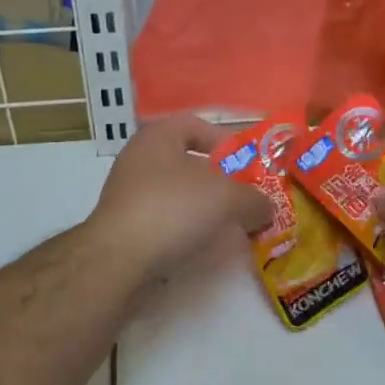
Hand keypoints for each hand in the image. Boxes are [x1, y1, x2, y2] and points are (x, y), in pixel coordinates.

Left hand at [87, 114, 272, 279]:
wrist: (117, 259)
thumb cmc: (173, 209)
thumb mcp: (227, 198)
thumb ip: (254, 199)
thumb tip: (266, 208)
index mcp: (158, 136)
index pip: (197, 125)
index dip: (226, 141)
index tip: (248, 163)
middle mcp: (139, 158)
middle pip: (189, 162)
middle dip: (220, 179)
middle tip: (246, 196)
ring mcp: (128, 193)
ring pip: (178, 192)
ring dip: (205, 206)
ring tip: (231, 223)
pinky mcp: (125, 226)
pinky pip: (165, 218)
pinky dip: (186, 227)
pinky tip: (203, 243)